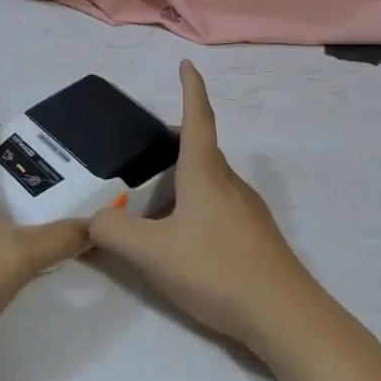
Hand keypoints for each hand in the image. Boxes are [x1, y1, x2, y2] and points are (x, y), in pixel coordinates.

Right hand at [90, 60, 326, 351]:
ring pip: (210, 181)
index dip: (190, 88)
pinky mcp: (256, 237)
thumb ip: (113, 233)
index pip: (198, 117)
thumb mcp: (152, 253)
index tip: (186, 64)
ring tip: (152, 205)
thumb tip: (94, 220)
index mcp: (205, 173)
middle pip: (201, 150)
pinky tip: (182, 241)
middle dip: (174, 144)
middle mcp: (229, 182)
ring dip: (183, 181)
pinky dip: (196, 208)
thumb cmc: (217, 269)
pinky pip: (219, 207)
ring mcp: (248, 210)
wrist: (286, 317)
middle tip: (143, 155)